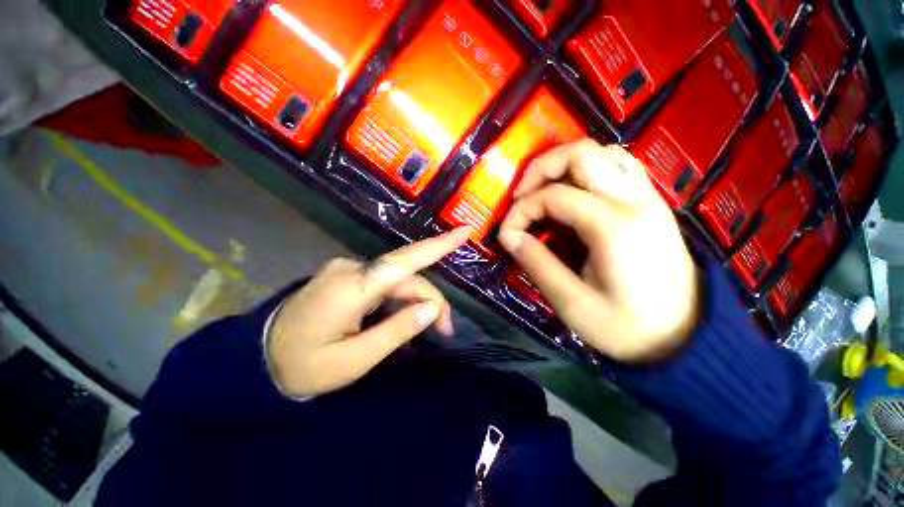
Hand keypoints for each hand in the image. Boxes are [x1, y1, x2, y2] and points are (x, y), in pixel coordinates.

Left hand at [268, 227, 470, 396]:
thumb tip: (431, 309)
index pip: (405, 261)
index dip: (438, 245)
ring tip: (428, 329)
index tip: (465, 232)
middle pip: (407, 277)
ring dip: (416, 301)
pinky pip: (385, 283)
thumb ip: (396, 331)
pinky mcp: (347, 276)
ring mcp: (348, 270)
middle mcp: (352, 268)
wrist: (257, 359)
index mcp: (352, 287)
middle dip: (430, 301)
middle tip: (445, 331)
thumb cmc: (303, 366)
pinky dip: (400, 299)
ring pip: (398, 280)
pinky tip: (402, 318)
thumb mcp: (354, 361)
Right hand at [498, 140, 700, 363]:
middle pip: (581, 153)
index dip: (521, 211)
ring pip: (603, 153)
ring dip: (565, 165)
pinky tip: (575, 193)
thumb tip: (508, 236)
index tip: (508, 234)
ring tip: (544, 192)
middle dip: (540, 169)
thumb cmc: (627, 327)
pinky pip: (619, 166)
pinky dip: (589, 169)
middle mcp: (634, 200)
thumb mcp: (572, 303)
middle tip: (521, 197)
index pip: (553, 196)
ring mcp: (648, 197)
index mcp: (613, 226)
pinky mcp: (652, 203)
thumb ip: (536, 263)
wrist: (685, 337)